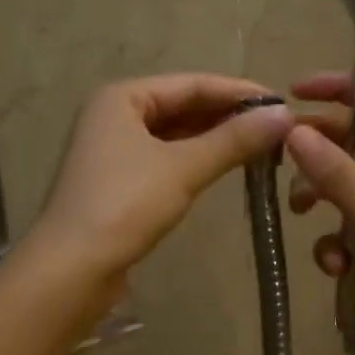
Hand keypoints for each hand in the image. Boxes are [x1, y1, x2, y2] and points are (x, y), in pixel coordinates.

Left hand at [29, 74, 294, 285]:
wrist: (70, 271)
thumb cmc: (124, 206)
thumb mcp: (184, 168)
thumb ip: (234, 140)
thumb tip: (285, 115)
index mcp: (123, 97)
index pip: (193, 84)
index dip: (239, 92)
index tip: (282, 103)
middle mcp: (115, 115)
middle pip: (183, 106)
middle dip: (229, 116)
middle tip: (278, 128)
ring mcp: (114, 149)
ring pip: (176, 134)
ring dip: (216, 139)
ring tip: (262, 146)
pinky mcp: (119, 182)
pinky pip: (167, 159)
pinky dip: (197, 160)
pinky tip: (226, 167)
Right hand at [284, 73, 354, 354]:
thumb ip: (340, 174)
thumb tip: (294, 131)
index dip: (341, 89)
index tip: (295, 91)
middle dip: (320, 154)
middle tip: (282, 160)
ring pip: (347, 192)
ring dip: (324, 202)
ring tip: (304, 215)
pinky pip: (351, 234)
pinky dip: (338, 246)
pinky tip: (335, 269)